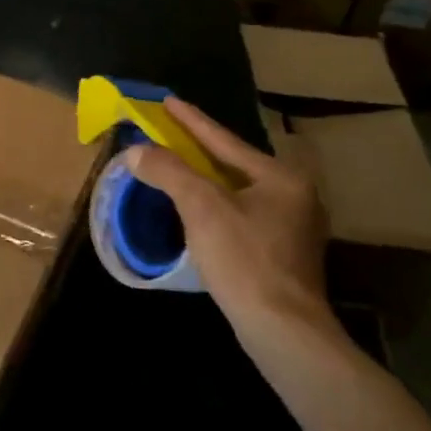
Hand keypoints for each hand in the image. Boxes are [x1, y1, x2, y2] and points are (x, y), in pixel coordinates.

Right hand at [124, 98, 342, 347]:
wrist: (282, 329)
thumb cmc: (244, 259)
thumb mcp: (201, 208)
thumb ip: (168, 172)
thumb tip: (136, 151)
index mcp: (280, 178)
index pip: (225, 140)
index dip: (192, 120)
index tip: (168, 101)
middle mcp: (294, 195)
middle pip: (236, 163)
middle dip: (201, 149)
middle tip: (171, 134)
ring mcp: (294, 227)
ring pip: (240, 191)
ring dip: (208, 179)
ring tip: (180, 169)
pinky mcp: (284, 254)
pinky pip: (243, 214)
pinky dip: (217, 205)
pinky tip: (200, 212)